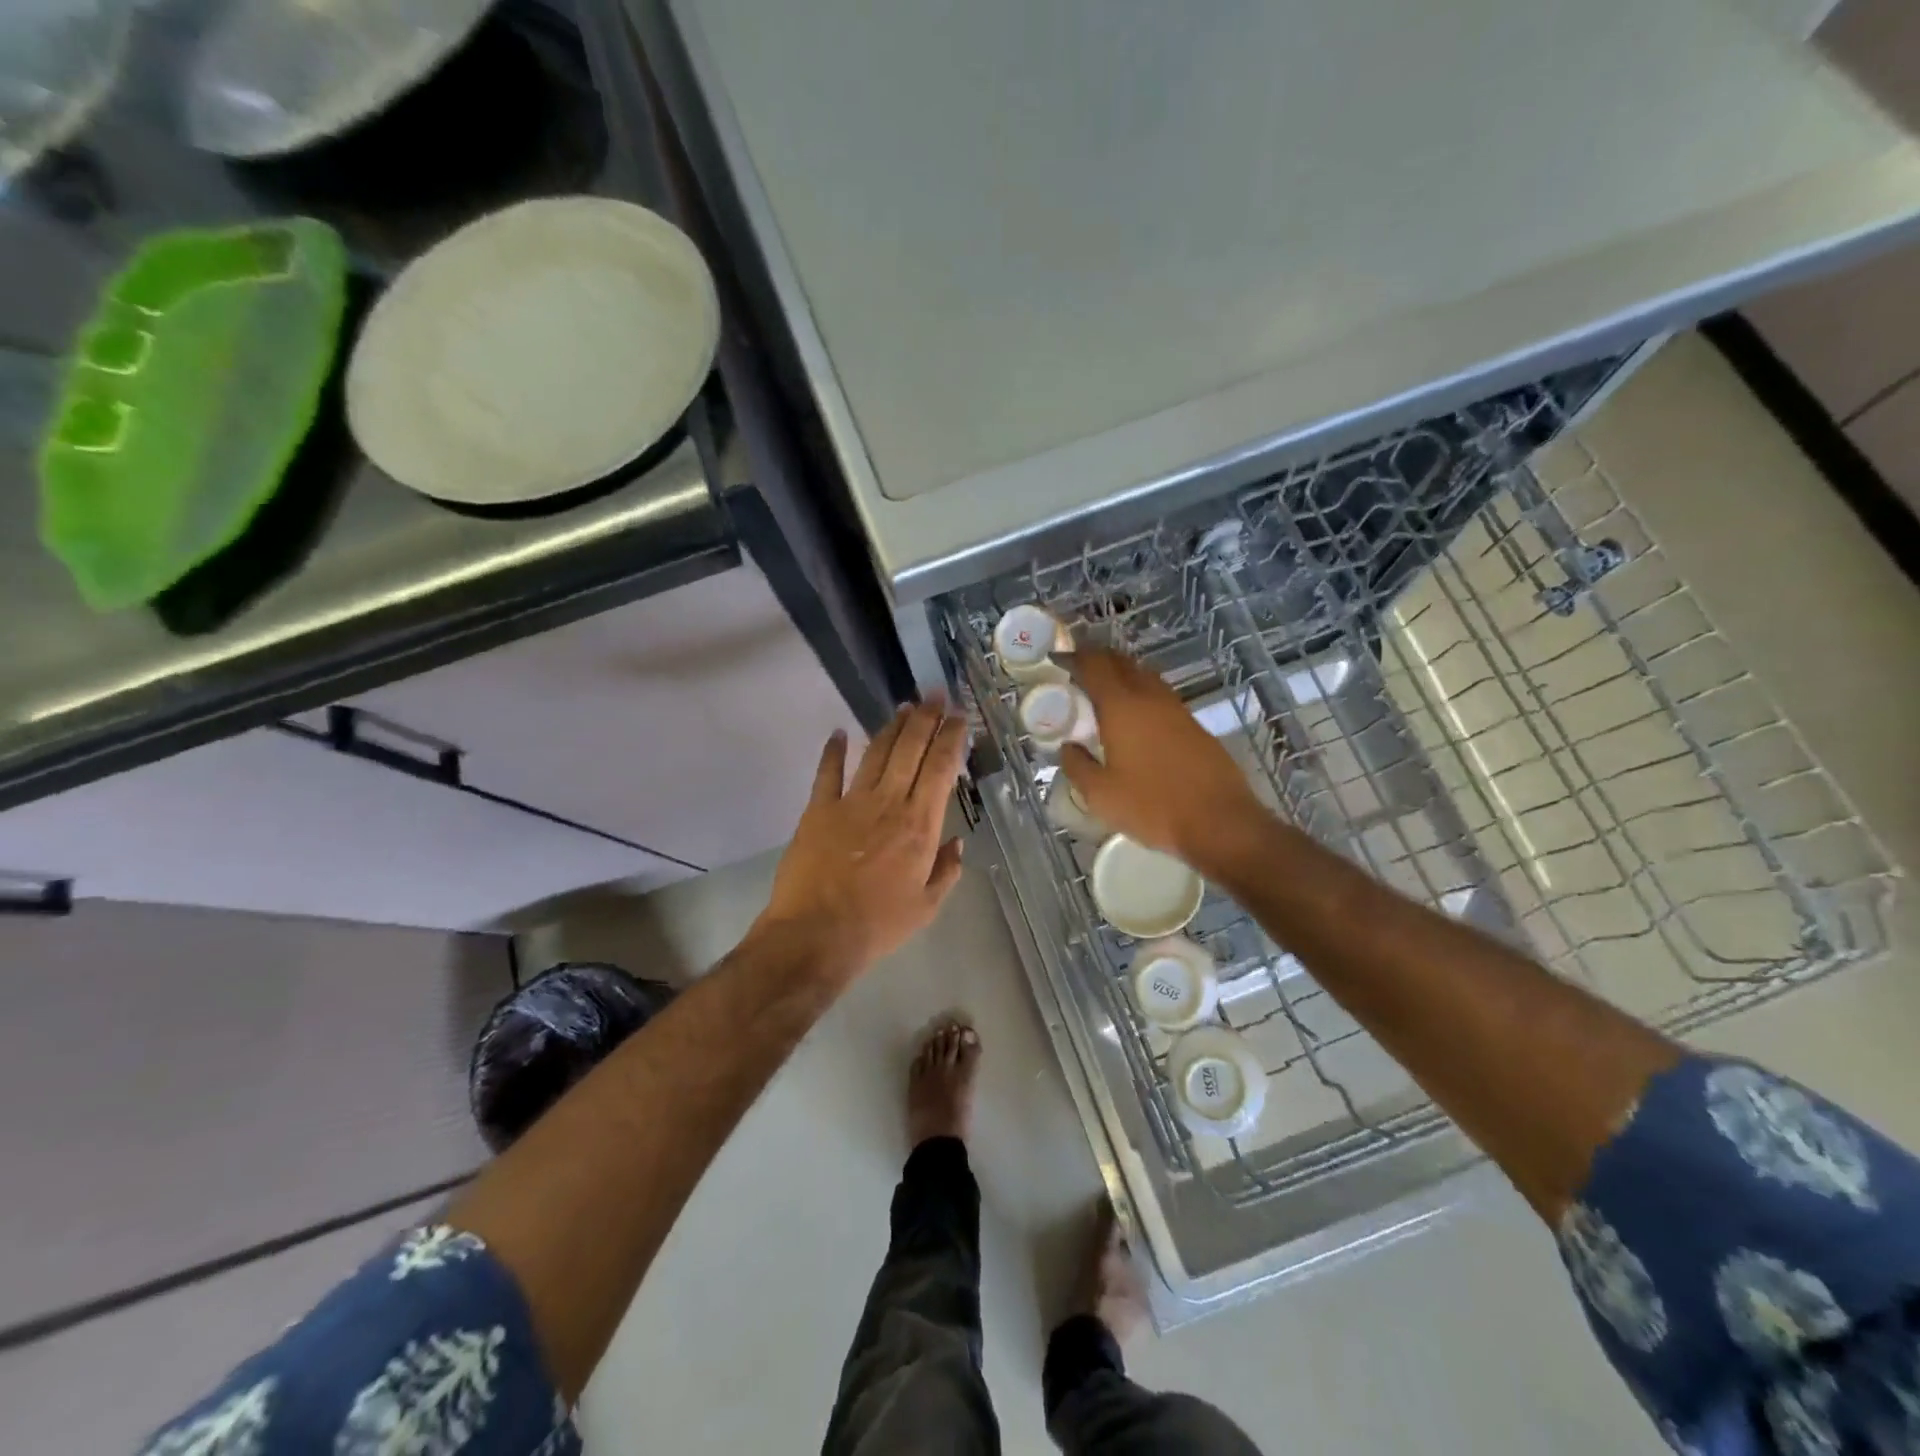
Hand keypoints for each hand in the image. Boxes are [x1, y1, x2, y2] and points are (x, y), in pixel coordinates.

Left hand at [756, 701, 968, 979]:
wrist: (815, 935)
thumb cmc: (877, 925)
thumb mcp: (926, 907)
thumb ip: (946, 871)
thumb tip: (957, 842)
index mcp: (920, 825)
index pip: (941, 768)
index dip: (952, 738)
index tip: (959, 717)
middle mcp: (889, 803)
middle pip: (910, 749)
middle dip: (926, 718)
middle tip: (936, 694)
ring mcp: (851, 802)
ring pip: (875, 753)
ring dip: (891, 727)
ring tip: (904, 707)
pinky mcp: (819, 809)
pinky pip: (828, 773)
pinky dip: (833, 751)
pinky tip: (837, 733)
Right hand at [1059, 648, 1263, 864]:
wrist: (1219, 822)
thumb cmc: (1152, 806)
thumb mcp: (1100, 795)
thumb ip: (1077, 766)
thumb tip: (1068, 747)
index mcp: (1122, 706)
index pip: (1095, 665)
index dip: (1075, 657)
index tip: (1060, 659)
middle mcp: (1150, 697)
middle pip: (1122, 663)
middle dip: (1098, 661)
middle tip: (1078, 672)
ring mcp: (1176, 709)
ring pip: (1144, 677)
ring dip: (1122, 676)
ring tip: (1104, 693)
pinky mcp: (1194, 725)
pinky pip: (1160, 697)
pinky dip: (1141, 695)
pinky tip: (1135, 718)